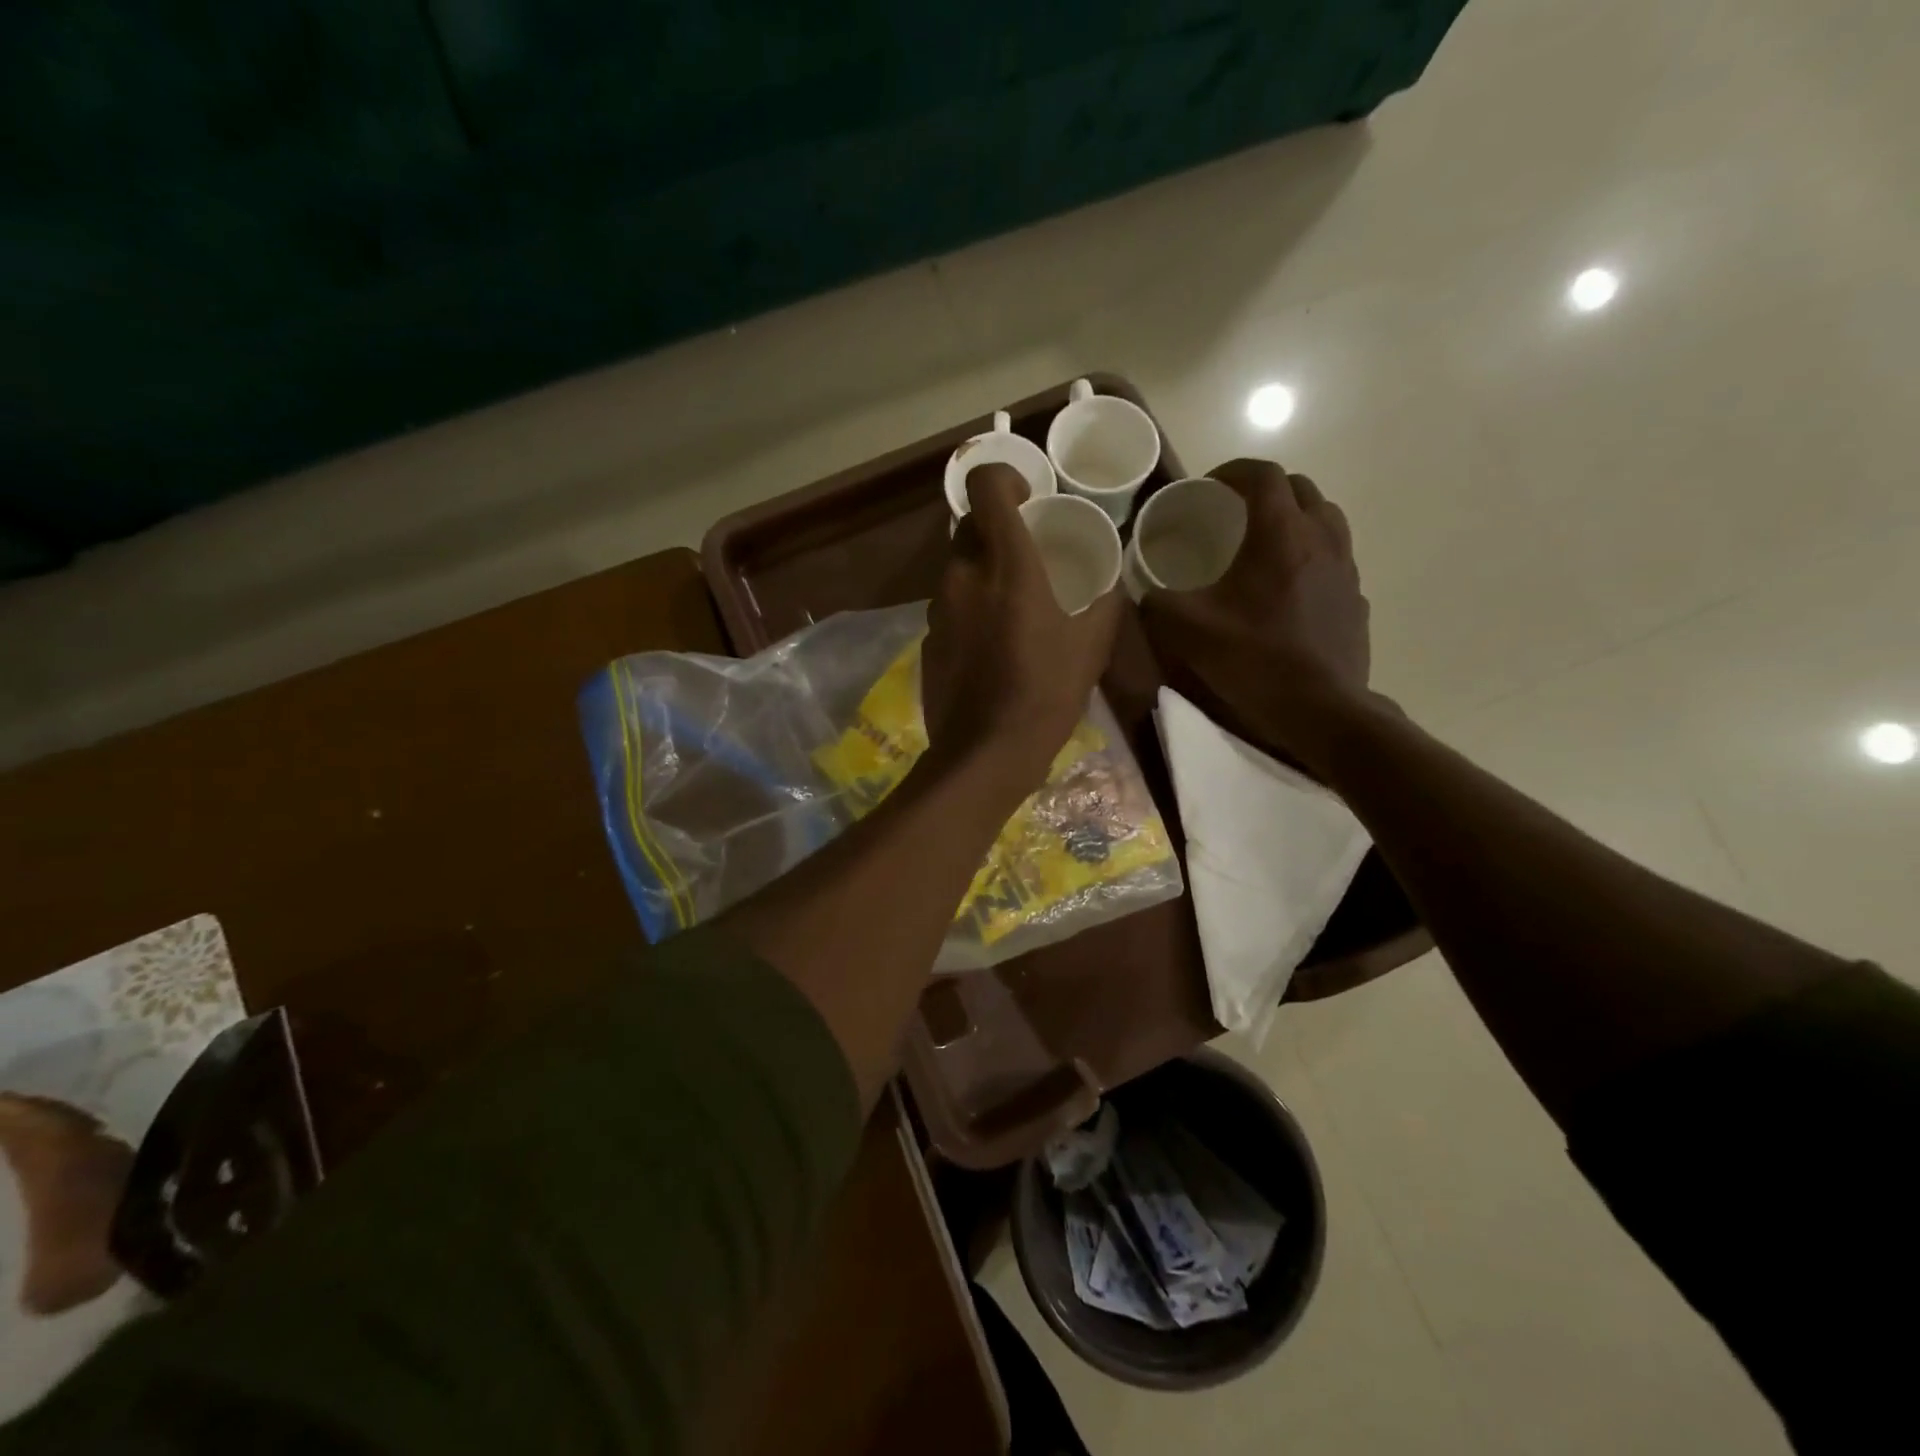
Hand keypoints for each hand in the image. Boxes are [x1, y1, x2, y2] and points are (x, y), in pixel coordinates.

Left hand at [922, 464, 1121, 792]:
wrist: (986, 753)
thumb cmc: (1046, 693)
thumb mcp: (1092, 645)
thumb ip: (1104, 600)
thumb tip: (1111, 579)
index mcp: (1006, 566)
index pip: (985, 487)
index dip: (1002, 477)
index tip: (1026, 498)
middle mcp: (963, 576)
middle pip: (968, 527)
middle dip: (994, 531)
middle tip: (1025, 557)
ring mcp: (938, 609)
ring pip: (956, 568)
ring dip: (981, 574)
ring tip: (1011, 608)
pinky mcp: (927, 639)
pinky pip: (949, 606)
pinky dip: (968, 609)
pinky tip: (990, 645)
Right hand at [1140, 458, 1373, 774]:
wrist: (1321, 710)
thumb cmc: (1254, 661)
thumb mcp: (1188, 632)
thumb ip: (1157, 602)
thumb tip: (1144, 591)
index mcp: (1280, 535)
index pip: (1265, 475)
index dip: (1234, 471)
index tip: (1209, 486)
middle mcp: (1321, 539)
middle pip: (1301, 489)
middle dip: (1266, 490)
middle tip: (1234, 512)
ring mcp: (1346, 569)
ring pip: (1325, 519)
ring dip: (1294, 518)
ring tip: (1263, 544)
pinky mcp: (1355, 599)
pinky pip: (1334, 557)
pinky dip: (1310, 554)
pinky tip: (1287, 587)